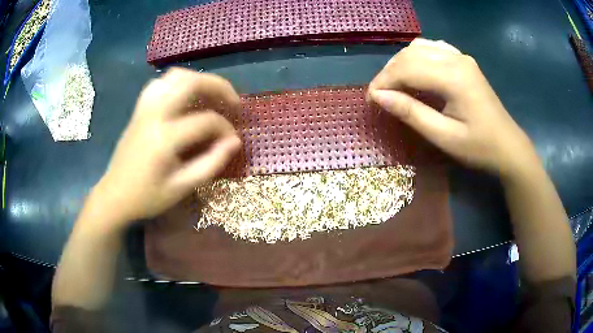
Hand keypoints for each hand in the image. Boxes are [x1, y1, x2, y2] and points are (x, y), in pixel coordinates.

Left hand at [91, 68, 241, 224]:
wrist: (114, 196)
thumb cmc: (147, 197)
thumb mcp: (182, 188)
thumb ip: (211, 163)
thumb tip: (234, 142)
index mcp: (165, 137)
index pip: (206, 121)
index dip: (225, 128)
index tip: (232, 140)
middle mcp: (154, 114)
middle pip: (191, 82)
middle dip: (219, 87)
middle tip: (233, 101)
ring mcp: (144, 108)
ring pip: (175, 76)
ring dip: (198, 80)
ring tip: (210, 95)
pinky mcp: (139, 109)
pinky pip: (160, 83)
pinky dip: (177, 84)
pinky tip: (183, 98)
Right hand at [367, 38, 537, 177]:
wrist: (508, 146)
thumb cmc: (479, 147)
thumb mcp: (444, 137)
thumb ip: (411, 113)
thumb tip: (378, 97)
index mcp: (453, 77)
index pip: (407, 69)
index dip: (384, 82)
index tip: (370, 100)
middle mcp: (456, 58)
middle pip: (410, 54)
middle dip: (389, 72)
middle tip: (379, 95)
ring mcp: (461, 56)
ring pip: (419, 47)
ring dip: (401, 63)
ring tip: (394, 85)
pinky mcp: (463, 60)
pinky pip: (432, 48)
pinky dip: (416, 58)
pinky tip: (415, 72)